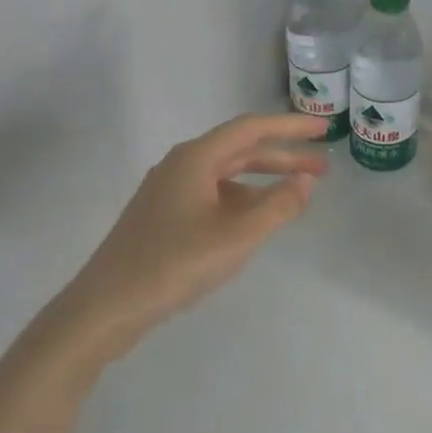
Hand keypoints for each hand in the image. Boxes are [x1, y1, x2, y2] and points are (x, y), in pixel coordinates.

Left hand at [53, 113, 327, 361]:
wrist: (107, 306)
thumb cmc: (174, 265)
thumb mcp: (236, 237)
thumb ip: (278, 206)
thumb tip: (306, 179)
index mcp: (195, 158)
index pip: (251, 129)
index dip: (291, 126)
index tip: (324, 129)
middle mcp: (181, 165)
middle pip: (240, 150)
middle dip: (283, 156)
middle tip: (323, 167)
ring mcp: (168, 190)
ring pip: (226, 175)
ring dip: (263, 180)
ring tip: (296, 194)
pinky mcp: (163, 215)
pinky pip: (212, 195)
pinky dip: (241, 199)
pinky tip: (255, 220)